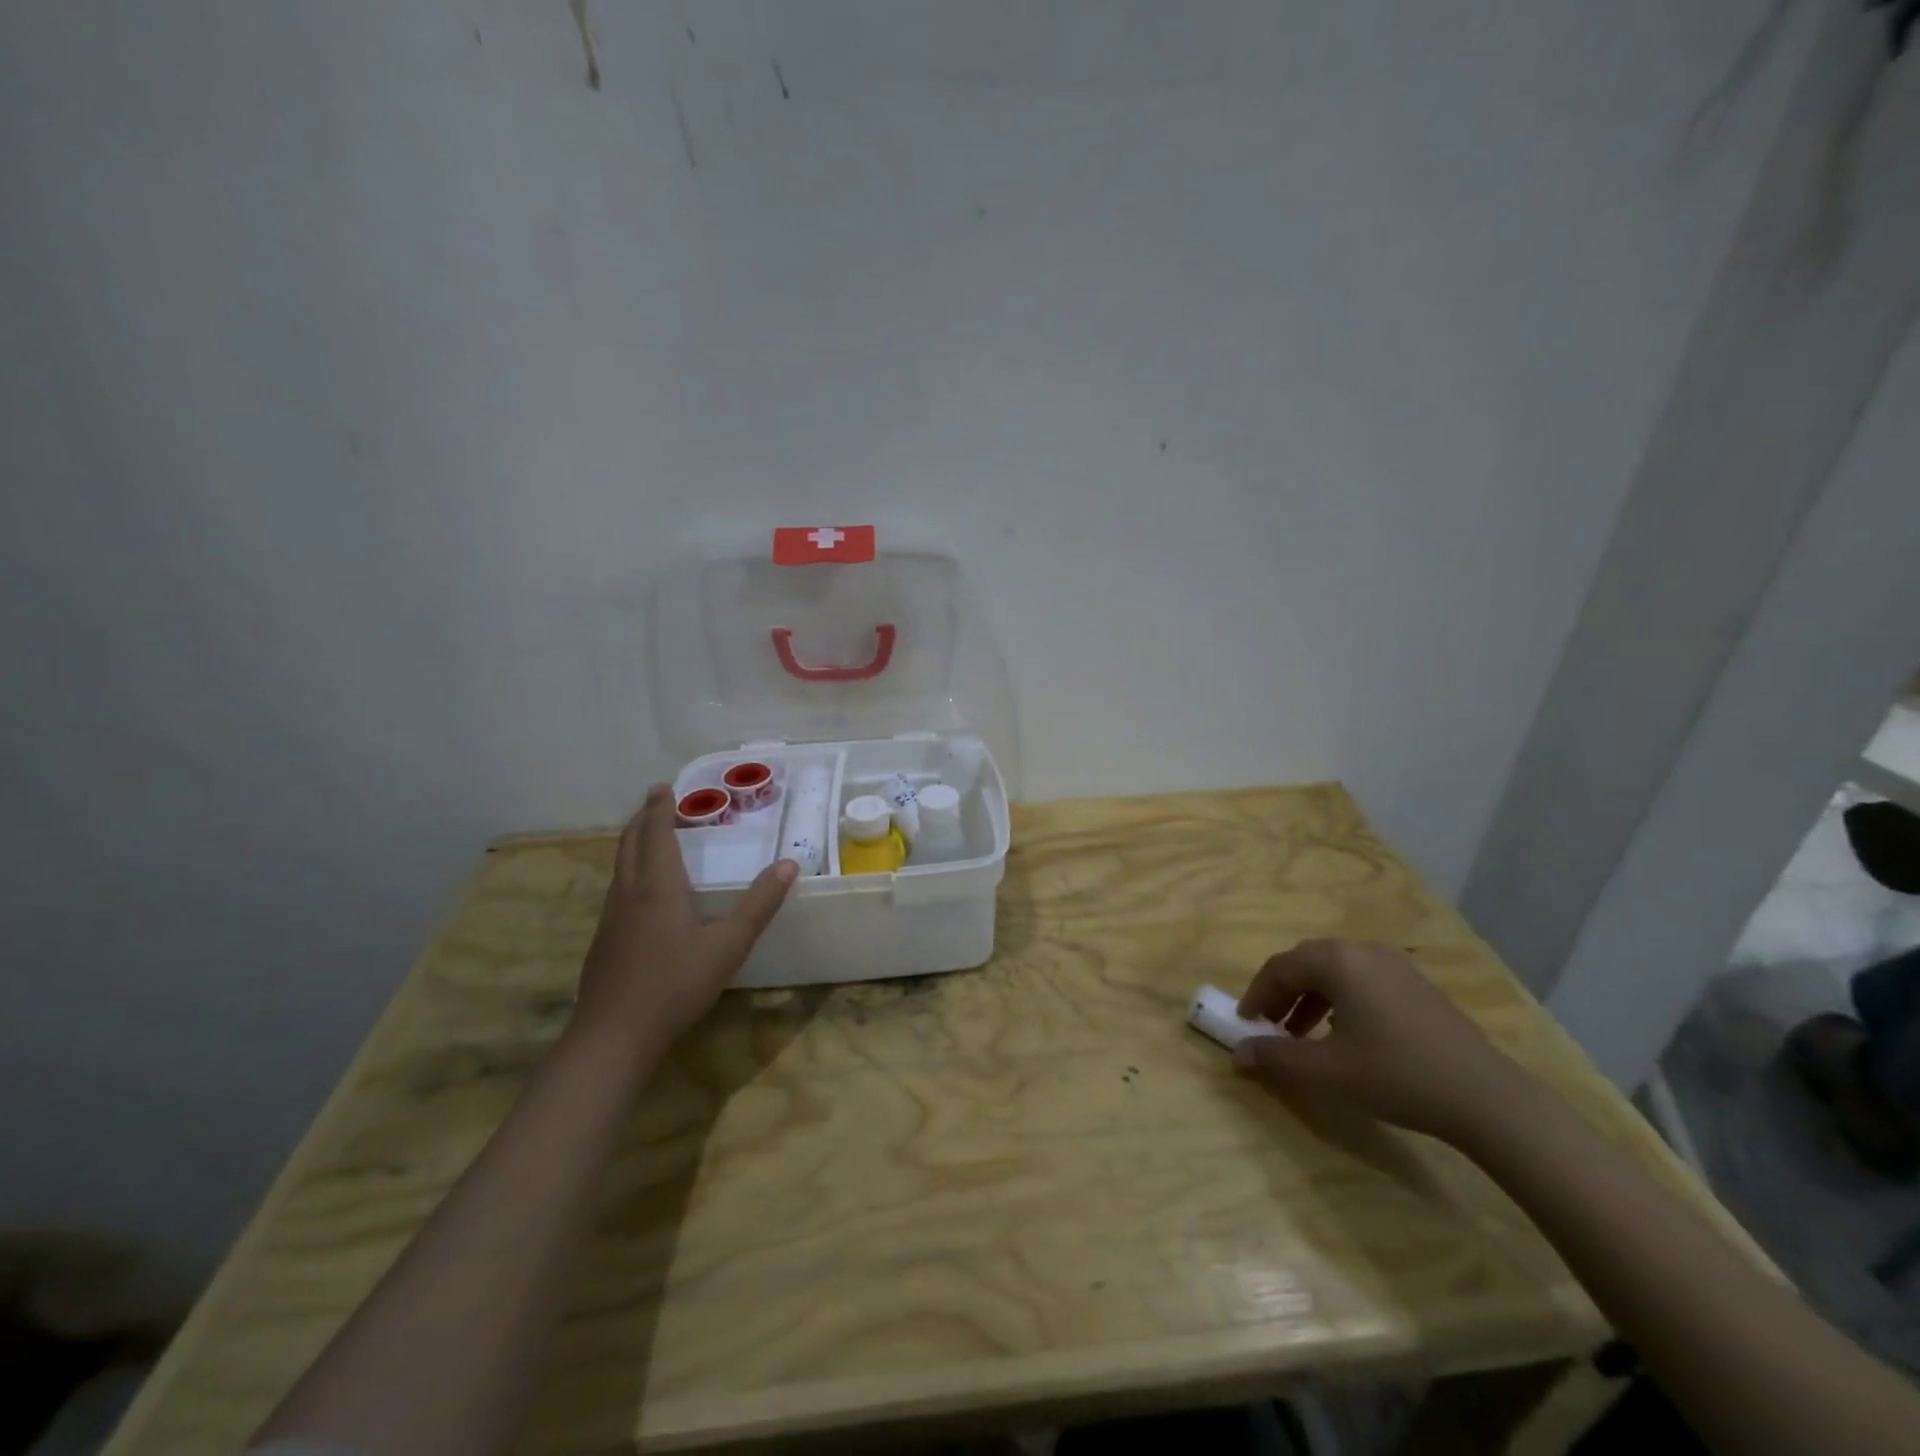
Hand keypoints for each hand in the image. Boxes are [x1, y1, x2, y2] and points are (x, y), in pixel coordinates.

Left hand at [575, 785, 796, 1052]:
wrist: (614, 1035)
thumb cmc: (676, 984)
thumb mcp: (729, 945)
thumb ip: (760, 904)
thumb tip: (789, 864)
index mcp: (658, 886)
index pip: (656, 833)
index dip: (660, 807)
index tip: (664, 786)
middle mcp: (629, 892)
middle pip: (630, 842)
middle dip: (644, 817)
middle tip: (659, 800)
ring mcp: (611, 916)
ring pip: (619, 864)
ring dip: (634, 841)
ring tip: (652, 834)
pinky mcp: (604, 939)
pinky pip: (617, 886)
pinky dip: (630, 867)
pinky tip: (643, 889)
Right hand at [1234, 939, 1530, 1146]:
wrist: (1487, 1099)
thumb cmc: (1397, 1076)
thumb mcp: (1326, 1072)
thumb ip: (1276, 1058)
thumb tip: (1238, 1052)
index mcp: (1338, 961)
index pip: (1280, 967)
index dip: (1257, 994)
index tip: (1245, 1022)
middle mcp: (1363, 950)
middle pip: (1306, 962)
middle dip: (1282, 992)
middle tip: (1269, 1024)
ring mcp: (1395, 964)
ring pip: (1335, 970)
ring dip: (1310, 997)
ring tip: (1301, 1033)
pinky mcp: (1416, 983)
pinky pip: (1362, 979)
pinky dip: (1340, 999)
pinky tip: (1345, 1033)